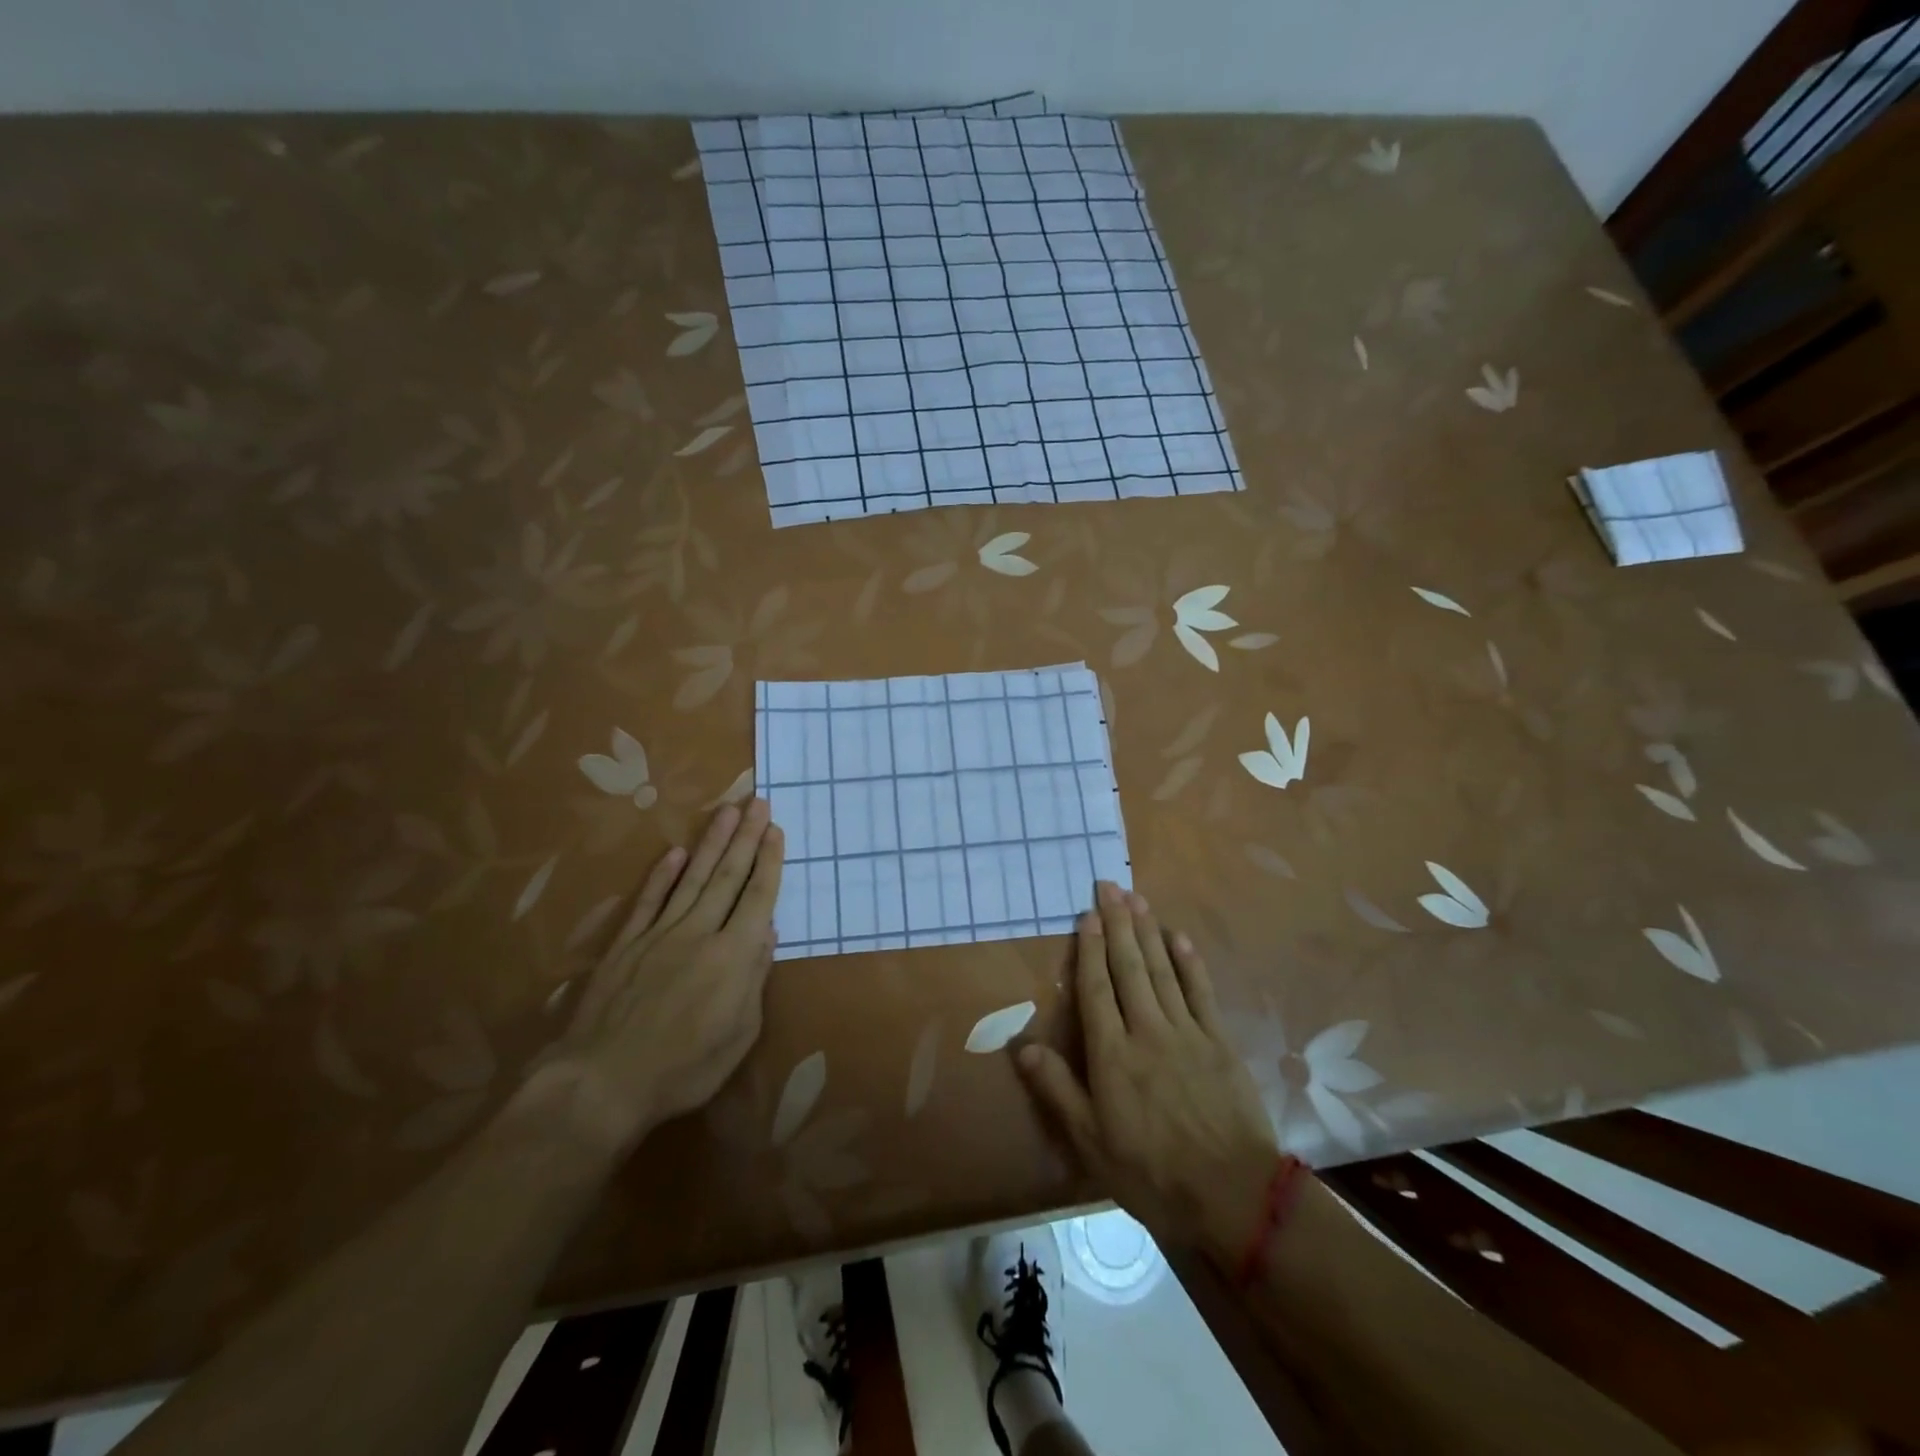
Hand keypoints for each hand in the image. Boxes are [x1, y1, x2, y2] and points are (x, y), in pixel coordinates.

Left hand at [517, 799, 783, 1154]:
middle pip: (728, 876)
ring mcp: (659, 934)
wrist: (603, 1082)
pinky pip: (648, 901)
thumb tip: (767, 934)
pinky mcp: (627, 944)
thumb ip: (754, 979)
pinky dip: (663, 875)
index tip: (775, 830)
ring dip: (712, 842)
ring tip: (726, 810)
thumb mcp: (739, 1035)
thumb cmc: (683, 1068)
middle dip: (746, 837)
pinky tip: (675, 852)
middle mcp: (699, 932)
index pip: (757, 897)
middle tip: (758, 802)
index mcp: (733, 955)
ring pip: (692, 878)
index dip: (769, 862)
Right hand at [1017, 881, 1283, 1260]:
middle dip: (1118, 924)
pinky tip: (1180, 937)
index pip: (1096, 989)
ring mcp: (1187, 1032)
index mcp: (1113, 1054)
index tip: (1087, 914)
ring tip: (1137, 899)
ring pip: (1162, 970)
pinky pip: (1201, 992)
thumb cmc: (1151, 1172)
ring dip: (1148, 932)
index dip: (1090, 948)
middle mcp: (1147, 1030)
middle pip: (1129, 967)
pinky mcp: (1219, 1042)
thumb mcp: (1091, 1141)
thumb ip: (1058, 1089)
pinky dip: (1189, 962)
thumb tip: (1021, 1046)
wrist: (1232, 1195)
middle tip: (1110, 886)